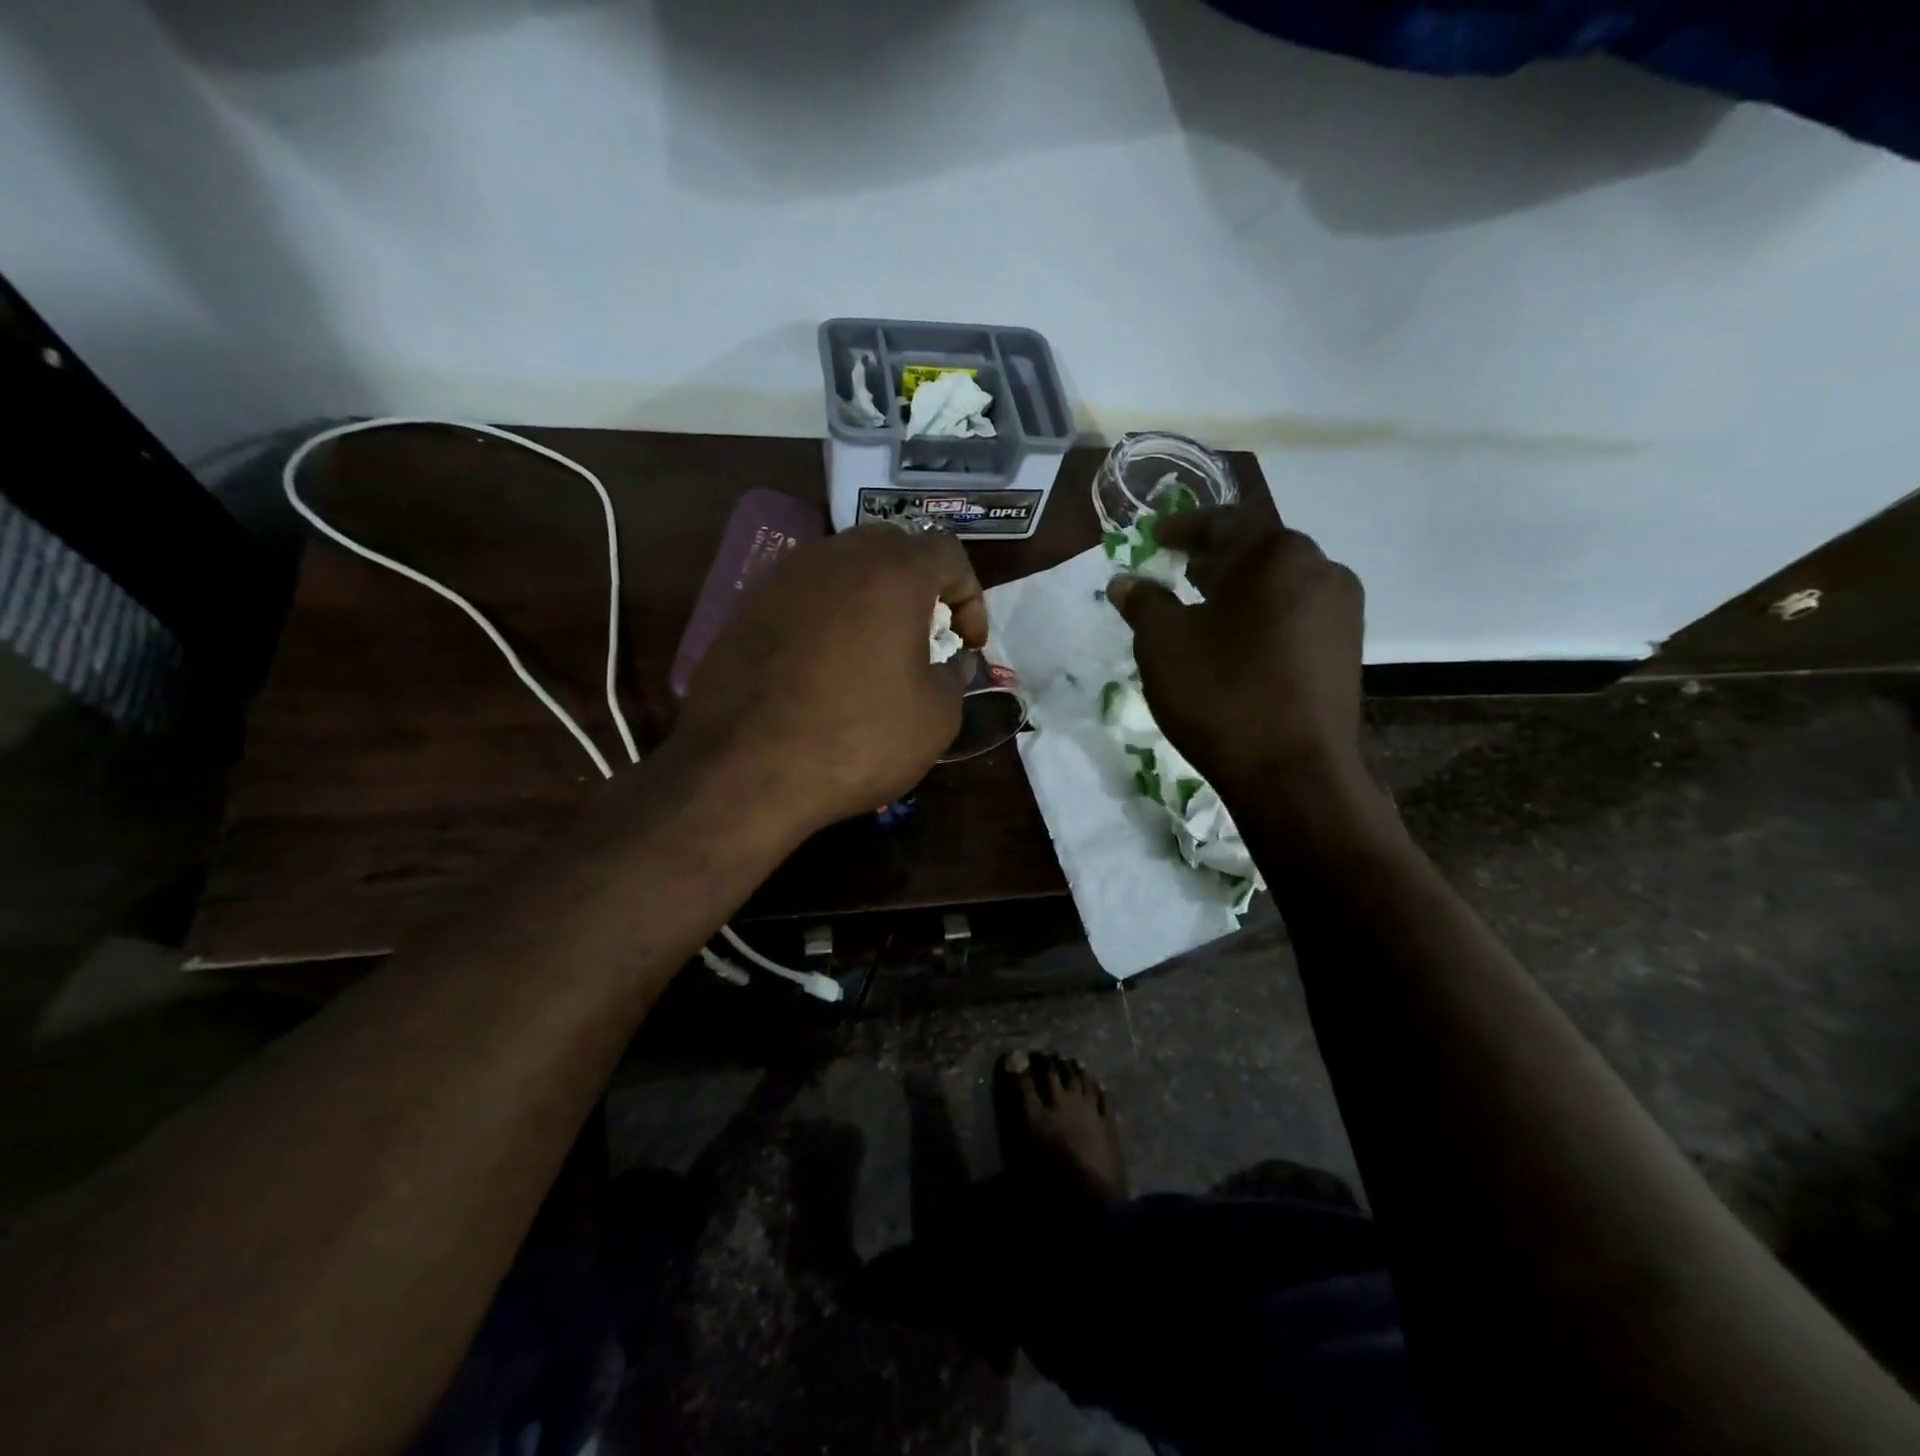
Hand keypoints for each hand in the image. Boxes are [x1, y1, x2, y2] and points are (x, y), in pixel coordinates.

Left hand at [675, 523, 987, 832]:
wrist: (744, 770)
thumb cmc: (857, 738)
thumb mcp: (936, 717)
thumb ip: (955, 677)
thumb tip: (950, 661)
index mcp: (892, 572)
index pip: (947, 553)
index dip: (969, 596)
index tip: (967, 644)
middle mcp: (836, 557)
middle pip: (892, 548)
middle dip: (919, 587)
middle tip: (925, 636)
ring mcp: (783, 578)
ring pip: (843, 569)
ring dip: (870, 600)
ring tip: (875, 651)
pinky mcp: (746, 608)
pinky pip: (804, 598)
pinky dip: (827, 619)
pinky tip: (824, 668)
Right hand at [1107, 508, 1365, 800]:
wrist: (1293, 773)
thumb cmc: (1221, 695)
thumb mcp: (1163, 645)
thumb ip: (1144, 603)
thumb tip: (1126, 582)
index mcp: (1274, 554)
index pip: (1222, 522)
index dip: (1182, 529)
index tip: (1154, 539)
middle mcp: (1320, 569)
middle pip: (1257, 551)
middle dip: (1214, 559)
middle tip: (1178, 571)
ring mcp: (1342, 610)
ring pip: (1281, 584)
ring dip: (1240, 589)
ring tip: (1204, 608)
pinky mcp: (1348, 649)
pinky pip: (1298, 614)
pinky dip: (1264, 616)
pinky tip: (1238, 643)